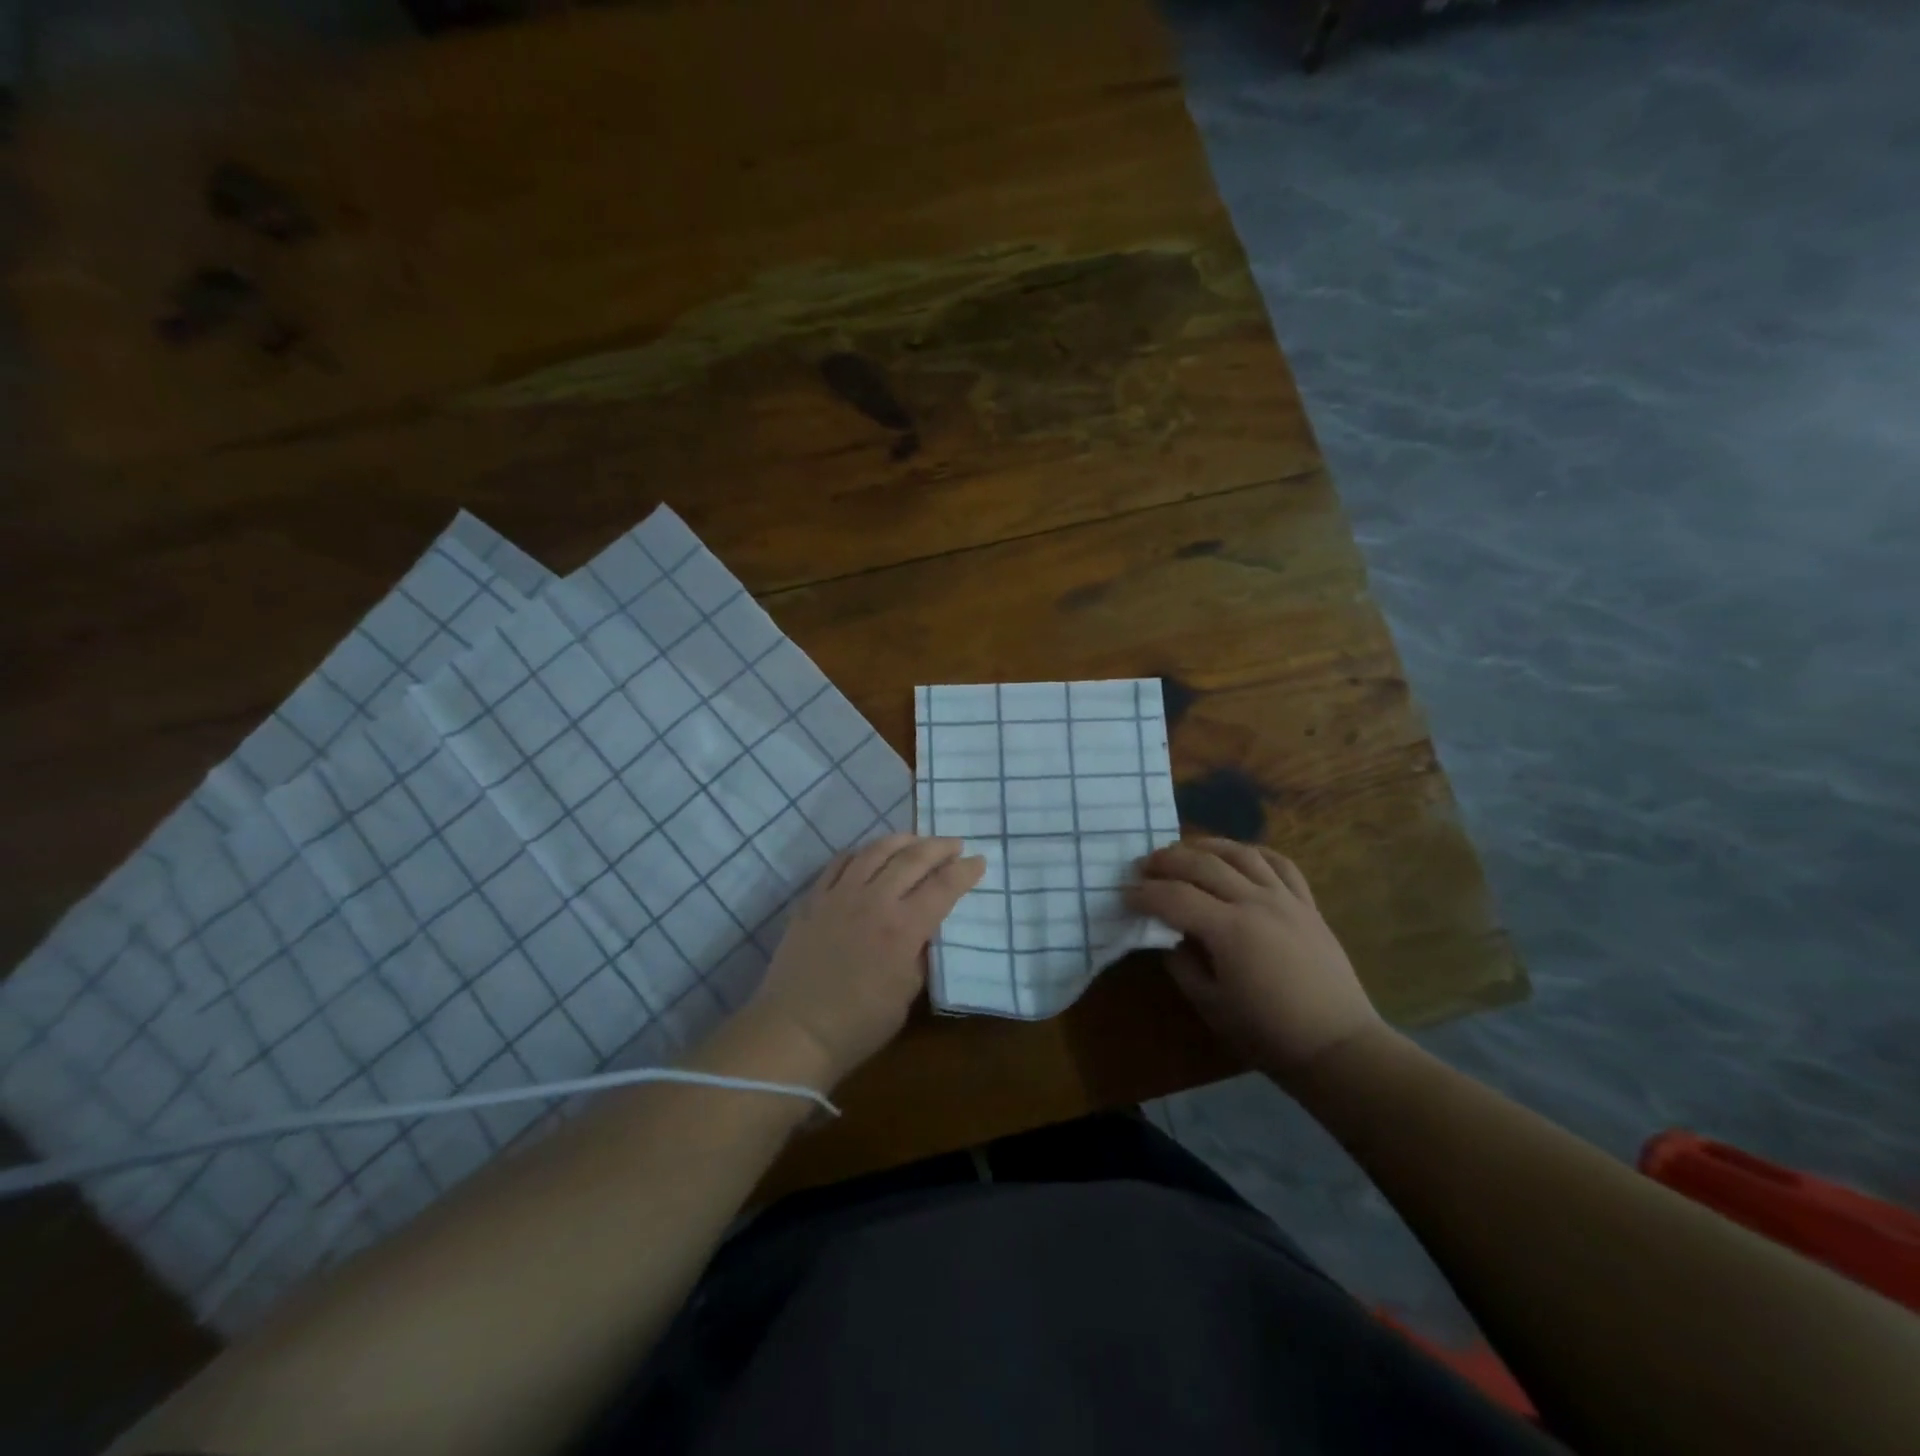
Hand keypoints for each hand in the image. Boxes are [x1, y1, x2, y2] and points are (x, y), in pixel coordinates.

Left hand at [743, 835, 985, 1088]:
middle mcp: (874, 901)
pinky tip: (870, 854)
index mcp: (903, 928)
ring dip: (903, 841)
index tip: (979, 862)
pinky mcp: (813, 898)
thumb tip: (925, 929)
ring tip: (917, 840)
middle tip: (955, 844)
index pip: (943, 887)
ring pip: (876, 851)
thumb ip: (920, 954)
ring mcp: (840, 895)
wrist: (795, 1030)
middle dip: (940, 847)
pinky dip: (861, 852)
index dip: (965, 871)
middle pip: (913, 859)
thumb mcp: (906, 994)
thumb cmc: (858, 1024)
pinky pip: (840, 862)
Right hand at [1126, 838, 1384, 1083]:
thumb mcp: (1211, 1005)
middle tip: (1143, 866)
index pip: (1173, 898)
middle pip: (1202, 864)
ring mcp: (1286, 899)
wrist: (1337, 1046)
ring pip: (1240, 853)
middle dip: (1165, 861)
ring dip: (1205, 846)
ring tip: (1183, 851)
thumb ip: (1183, 964)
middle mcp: (1256, 902)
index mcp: (1229, 930)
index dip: (1143, 894)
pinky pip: (1280, 864)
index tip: (1123, 895)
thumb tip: (1171, 938)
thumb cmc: (1268, 1034)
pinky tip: (1237, 855)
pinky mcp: (1308, 905)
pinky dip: (1253, 853)